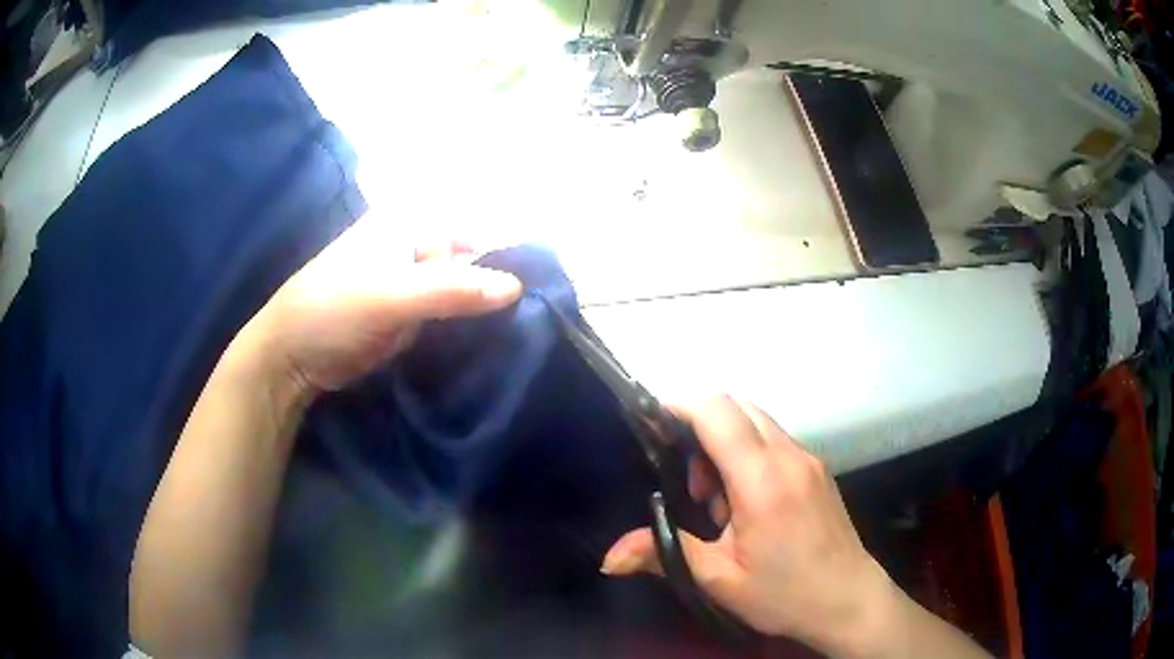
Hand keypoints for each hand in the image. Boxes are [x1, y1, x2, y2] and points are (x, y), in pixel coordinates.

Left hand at [239, 211, 521, 398]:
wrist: (292, 356)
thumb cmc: (333, 310)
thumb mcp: (391, 297)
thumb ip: (451, 290)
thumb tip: (516, 287)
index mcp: (409, 223)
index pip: (473, 230)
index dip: (504, 255)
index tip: (536, 289)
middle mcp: (415, 244)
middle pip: (471, 258)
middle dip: (496, 284)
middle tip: (532, 315)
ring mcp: (412, 279)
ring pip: (463, 287)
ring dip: (484, 307)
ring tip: (518, 329)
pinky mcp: (410, 311)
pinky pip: (449, 311)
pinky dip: (467, 323)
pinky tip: (489, 338)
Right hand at [601, 396, 896, 653]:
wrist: (849, 600)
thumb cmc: (783, 594)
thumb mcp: (719, 579)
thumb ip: (663, 554)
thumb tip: (608, 558)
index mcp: (762, 481)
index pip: (719, 412)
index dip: (680, 405)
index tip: (651, 421)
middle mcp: (789, 456)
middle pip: (738, 406)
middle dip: (701, 427)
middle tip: (689, 482)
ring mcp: (808, 459)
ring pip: (757, 421)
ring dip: (725, 443)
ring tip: (716, 501)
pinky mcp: (818, 468)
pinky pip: (774, 440)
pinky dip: (748, 453)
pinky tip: (745, 502)